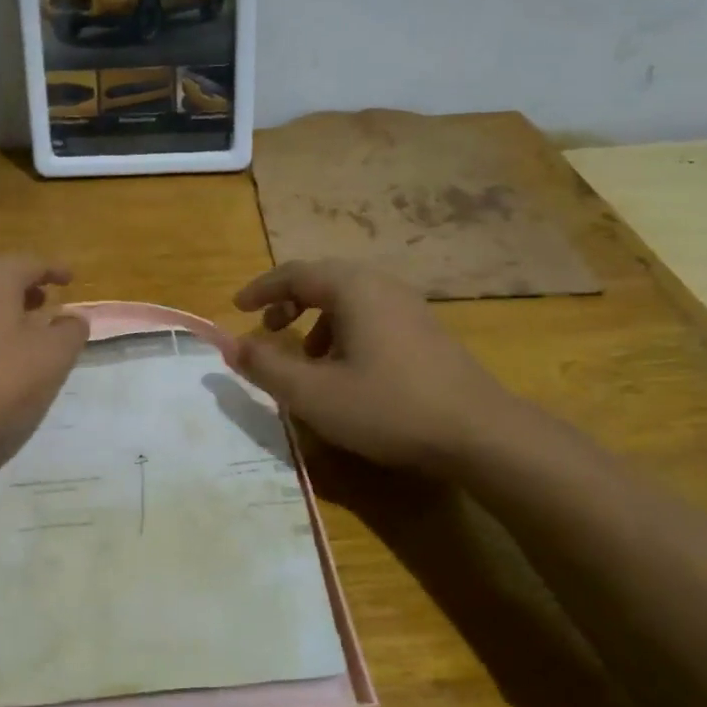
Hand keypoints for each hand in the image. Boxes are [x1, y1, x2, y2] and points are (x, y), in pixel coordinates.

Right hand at [221, 259, 516, 470]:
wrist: (479, 433)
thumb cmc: (387, 407)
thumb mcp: (313, 393)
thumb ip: (265, 366)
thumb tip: (228, 344)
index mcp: (353, 289)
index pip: (295, 273)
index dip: (261, 289)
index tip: (237, 308)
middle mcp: (382, 286)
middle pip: (324, 281)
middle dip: (289, 302)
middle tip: (268, 329)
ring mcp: (410, 308)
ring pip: (349, 300)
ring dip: (317, 320)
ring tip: (306, 357)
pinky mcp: (426, 332)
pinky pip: (371, 317)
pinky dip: (344, 332)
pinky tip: (347, 372)